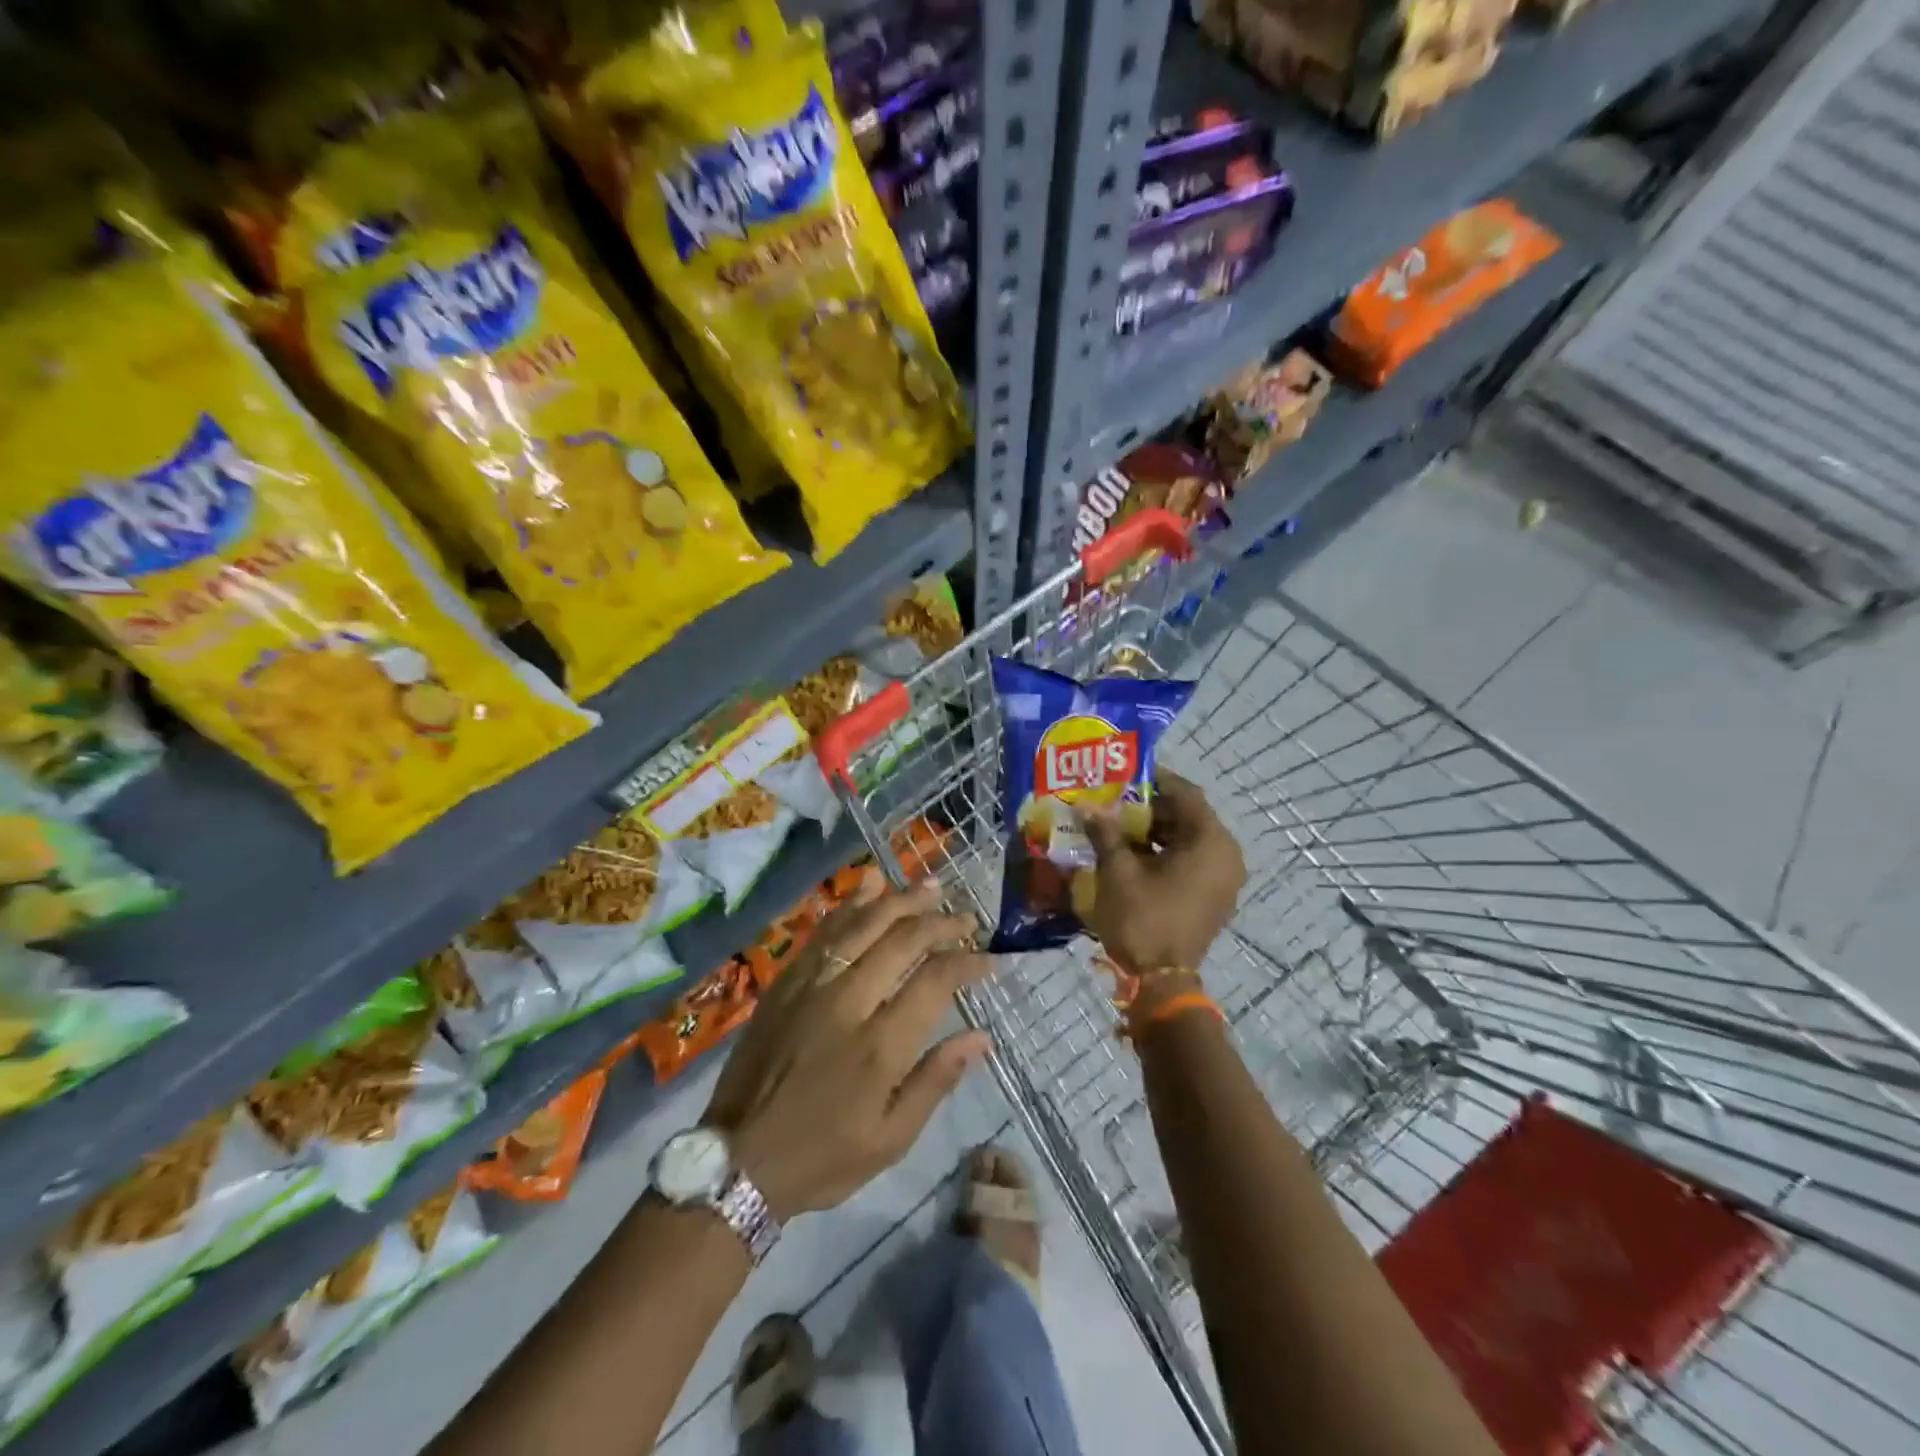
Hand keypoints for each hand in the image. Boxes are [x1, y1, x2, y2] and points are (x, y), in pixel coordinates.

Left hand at [704, 875, 990, 1220]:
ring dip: (900, 900)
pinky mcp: (786, 981)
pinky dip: (851, 904)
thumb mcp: (891, 1139)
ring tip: (931, 886)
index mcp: (879, 1045)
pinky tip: (871, 885)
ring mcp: (812, 985)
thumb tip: (981, 1037)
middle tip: (966, 918)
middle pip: (902, 940)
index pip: (934, 980)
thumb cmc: (823, 1156)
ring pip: (863, 924)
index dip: (966, 962)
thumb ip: (936, 1080)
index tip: (988, 959)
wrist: (738, 1159)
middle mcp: (848, 1001)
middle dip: (941, 922)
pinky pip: (824, 931)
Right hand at [1082, 769, 1244, 970]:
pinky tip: (1130, 854)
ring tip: (1116, 826)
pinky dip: (1164, 853)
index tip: (1124, 774)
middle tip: (1114, 801)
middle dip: (1149, 807)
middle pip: (1188, 816)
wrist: (1160, 982)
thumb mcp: (1118, 871)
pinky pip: (1191, 862)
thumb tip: (1087, 805)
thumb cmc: (1142, 918)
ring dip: (1154, 831)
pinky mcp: (1213, 897)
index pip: (1186, 794)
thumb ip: (1105, 832)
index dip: (1154, 780)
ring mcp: (1223, 879)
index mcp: (1211, 842)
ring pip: (1188, 840)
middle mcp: (1226, 855)